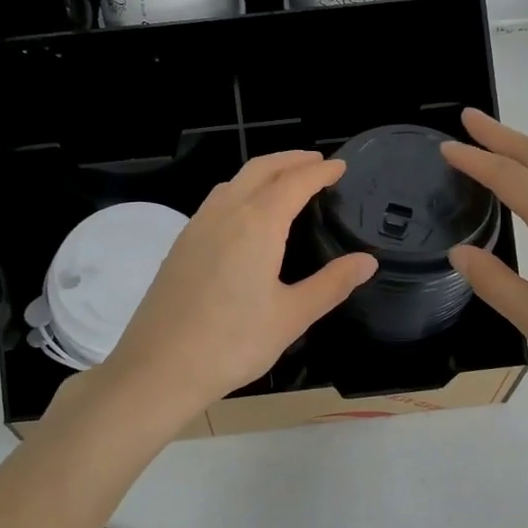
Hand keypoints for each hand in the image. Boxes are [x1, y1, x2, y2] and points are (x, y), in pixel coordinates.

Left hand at [100, 151, 377, 420]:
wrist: (159, 367)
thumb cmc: (233, 343)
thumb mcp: (291, 317)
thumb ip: (331, 284)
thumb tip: (367, 262)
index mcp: (257, 224)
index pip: (294, 182)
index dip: (320, 171)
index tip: (340, 167)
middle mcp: (225, 214)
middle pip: (260, 169)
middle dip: (290, 160)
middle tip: (316, 162)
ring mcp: (196, 227)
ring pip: (233, 182)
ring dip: (262, 172)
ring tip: (284, 182)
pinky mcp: (180, 245)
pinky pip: (215, 202)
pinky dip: (239, 191)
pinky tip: (245, 215)